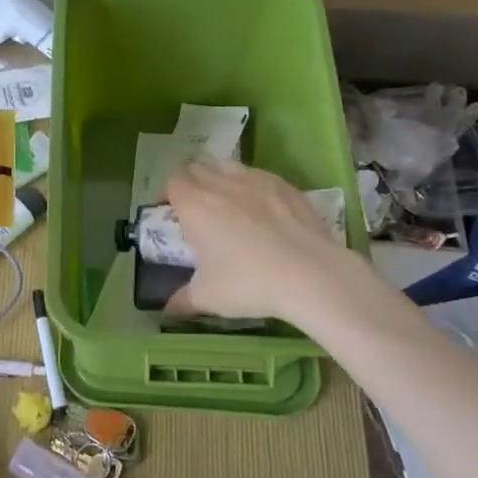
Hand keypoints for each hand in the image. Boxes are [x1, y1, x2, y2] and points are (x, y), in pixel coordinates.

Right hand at [161, 158, 350, 322]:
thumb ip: (182, 300)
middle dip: (192, 183)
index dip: (168, 194)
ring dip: (221, 179)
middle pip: (198, 167)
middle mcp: (221, 184)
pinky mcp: (285, 186)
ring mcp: (256, 180)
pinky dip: (253, 188)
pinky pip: (259, 176)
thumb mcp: (208, 298)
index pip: (173, 181)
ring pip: (228, 166)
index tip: (171, 214)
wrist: (310, 275)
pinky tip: (264, 213)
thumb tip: (167, 311)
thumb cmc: (248, 283)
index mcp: (194, 205)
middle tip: (197, 210)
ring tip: (229, 206)